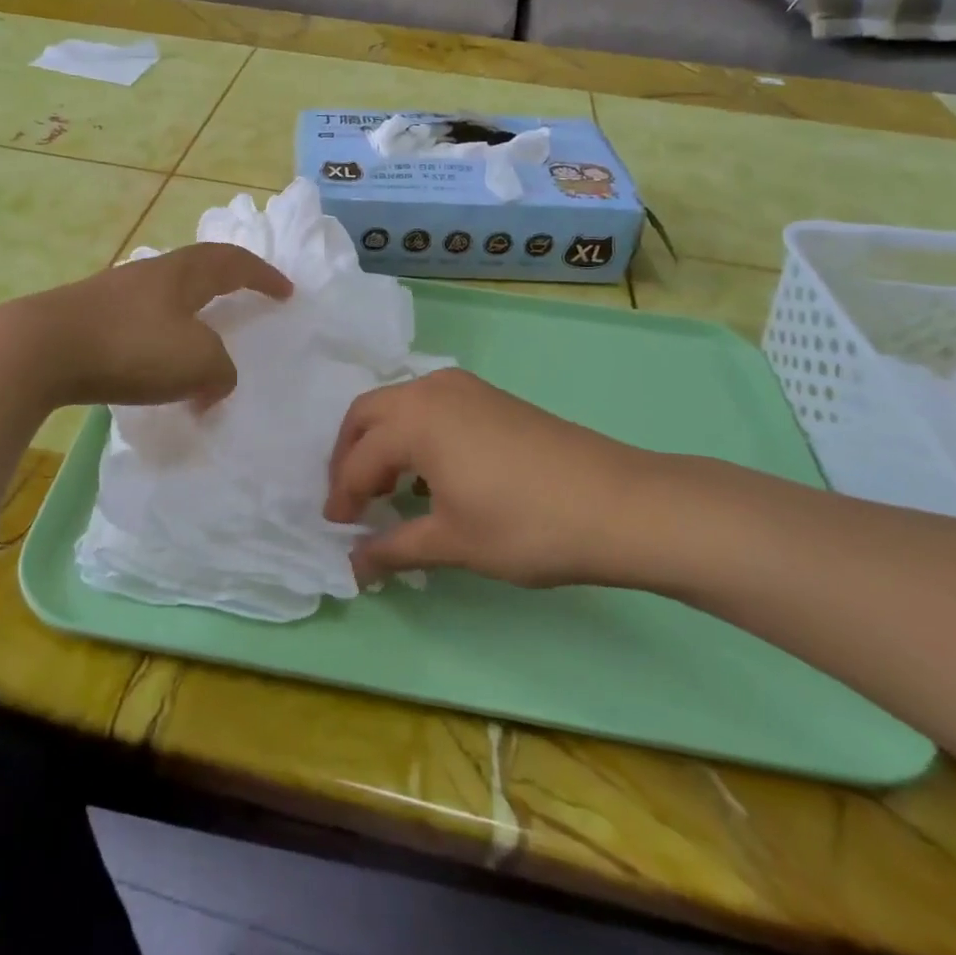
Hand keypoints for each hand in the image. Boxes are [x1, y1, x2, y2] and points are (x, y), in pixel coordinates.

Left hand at [0, 243, 291, 410]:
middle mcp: (150, 275)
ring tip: (201, 345)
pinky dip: (160, 343)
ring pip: (167, 299)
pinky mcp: (88, 320)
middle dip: (226, 285)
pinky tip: (153, 370)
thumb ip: (221, 371)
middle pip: (198, 270)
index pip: (234, 263)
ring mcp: (114, 294)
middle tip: (244, 302)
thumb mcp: (197, 362)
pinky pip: (140, 324)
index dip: (263, 276)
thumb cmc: (130, 347)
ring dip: (191, 319)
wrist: (38, 351)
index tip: (286, 292)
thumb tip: (215, 381)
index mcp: (183, 274)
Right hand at [327, 369, 681, 588]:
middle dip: (350, 457)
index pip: (359, 459)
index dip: (342, 497)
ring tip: (386, 491)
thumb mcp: (452, 542)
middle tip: (351, 502)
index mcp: (414, 419)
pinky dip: (413, 435)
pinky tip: (428, 476)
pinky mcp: (489, 397)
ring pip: (399, 407)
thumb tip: (353, 566)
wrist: (618, 504)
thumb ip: (394, 548)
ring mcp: (463, 388)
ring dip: (381, 443)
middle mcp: (431, 390)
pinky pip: (430, 408)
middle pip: (367, 416)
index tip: (337, 530)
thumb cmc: (525, 525)